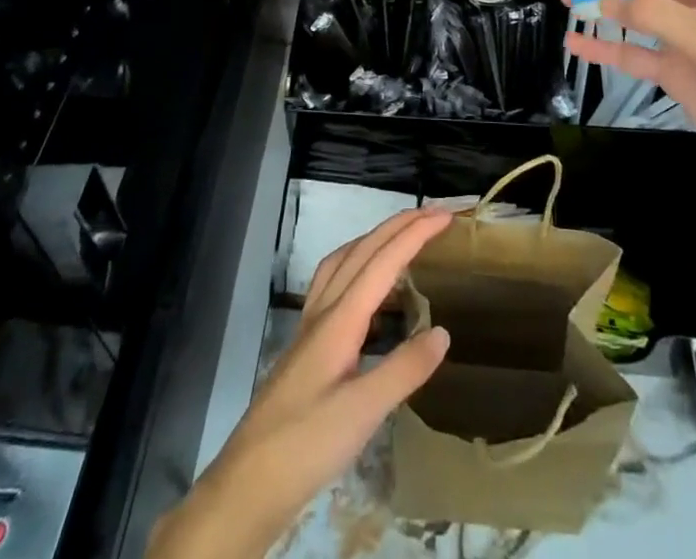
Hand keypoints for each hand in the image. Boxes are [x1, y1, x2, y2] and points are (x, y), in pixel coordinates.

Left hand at [148, 208, 452, 557]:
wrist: (249, 480)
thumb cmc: (307, 443)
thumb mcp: (363, 412)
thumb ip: (404, 369)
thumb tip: (443, 332)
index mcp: (340, 318)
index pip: (383, 261)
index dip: (414, 234)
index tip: (446, 216)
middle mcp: (324, 310)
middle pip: (362, 250)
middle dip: (398, 225)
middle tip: (434, 214)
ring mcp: (311, 326)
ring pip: (343, 261)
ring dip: (374, 239)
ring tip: (402, 236)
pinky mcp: (306, 345)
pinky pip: (334, 283)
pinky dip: (356, 266)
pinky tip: (368, 290)